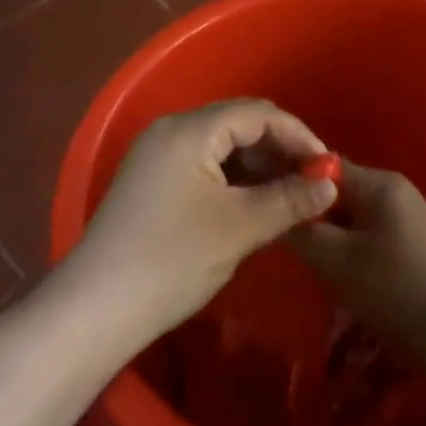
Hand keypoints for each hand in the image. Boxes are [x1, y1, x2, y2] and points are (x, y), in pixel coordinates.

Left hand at [64, 99, 337, 339]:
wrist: (94, 310)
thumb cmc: (172, 260)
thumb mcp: (240, 228)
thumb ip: (290, 200)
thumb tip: (331, 184)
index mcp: (190, 130)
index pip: (258, 114)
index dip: (298, 136)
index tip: (327, 168)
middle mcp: (171, 131)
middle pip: (239, 124)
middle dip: (280, 149)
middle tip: (311, 183)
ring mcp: (157, 156)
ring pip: (222, 146)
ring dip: (258, 166)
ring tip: (287, 197)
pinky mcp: (151, 181)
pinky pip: (204, 164)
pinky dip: (234, 179)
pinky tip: (252, 205)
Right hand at [287, 161, 425, 343]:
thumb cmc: (399, 292)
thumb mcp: (339, 262)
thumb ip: (302, 231)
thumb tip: (274, 208)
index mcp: (378, 183)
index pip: (321, 165)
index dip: (288, 178)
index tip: (258, 198)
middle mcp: (392, 190)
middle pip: (334, 189)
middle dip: (305, 210)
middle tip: (273, 233)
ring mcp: (403, 216)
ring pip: (347, 214)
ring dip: (324, 232)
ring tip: (296, 255)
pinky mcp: (407, 242)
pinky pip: (363, 232)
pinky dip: (343, 246)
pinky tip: (329, 271)